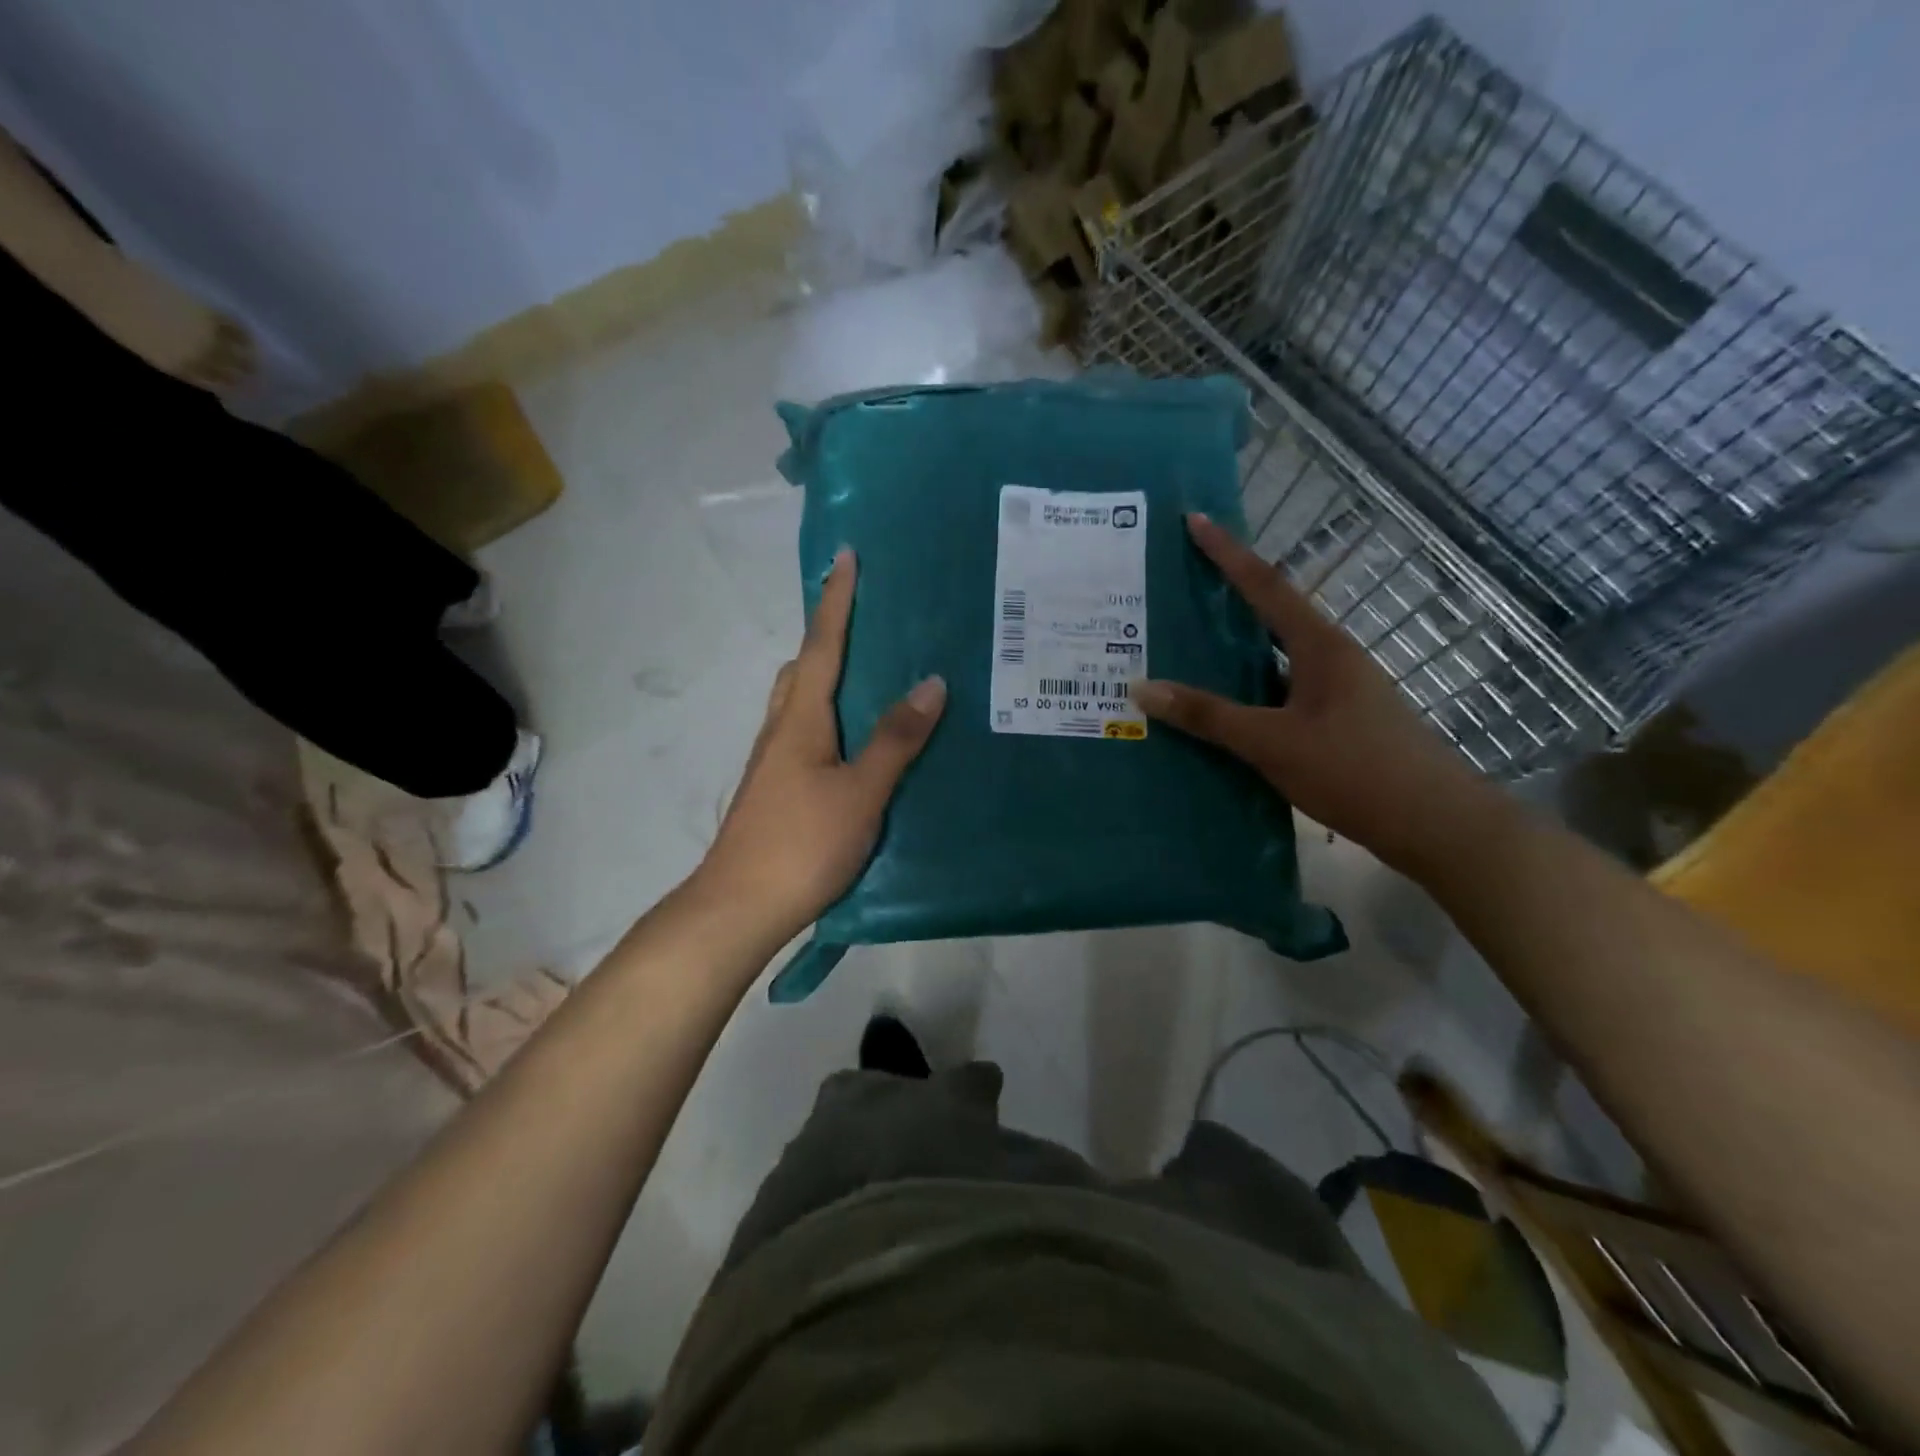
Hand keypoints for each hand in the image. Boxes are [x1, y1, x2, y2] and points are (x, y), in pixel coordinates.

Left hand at [95, 257, 256, 392]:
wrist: (93, 276)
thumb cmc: (106, 310)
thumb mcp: (141, 345)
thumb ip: (175, 359)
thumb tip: (203, 366)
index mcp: (178, 366)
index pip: (220, 384)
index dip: (235, 386)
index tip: (244, 385)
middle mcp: (199, 356)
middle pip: (237, 371)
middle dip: (247, 372)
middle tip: (255, 370)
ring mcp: (206, 335)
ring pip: (243, 352)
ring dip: (250, 354)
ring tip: (253, 351)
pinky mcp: (208, 313)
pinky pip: (236, 328)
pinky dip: (242, 332)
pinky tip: (242, 330)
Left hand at [692, 549, 945, 940]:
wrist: (739, 907)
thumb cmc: (802, 844)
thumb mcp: (861, 792)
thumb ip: (895, 740)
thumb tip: (931, 683)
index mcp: (801, 719)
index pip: (822, 645)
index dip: (836, 601)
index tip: (845, 557)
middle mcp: (781, 730)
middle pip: (803, 668)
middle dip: (829, 636)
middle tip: (867, 621)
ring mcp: (774, 762)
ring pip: (800, 702)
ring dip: (827, 676)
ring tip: (871, 675)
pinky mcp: (777, 789)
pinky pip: (805, 732)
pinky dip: (829, 715)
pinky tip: (856, 740)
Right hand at [1133, 513, 1493, 876]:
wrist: (1435, 824)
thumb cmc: (1355, 770)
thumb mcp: (1272, 742)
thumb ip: (1208, 715)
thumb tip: (1141, 688)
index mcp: (1320, 647)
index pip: (1266, 586)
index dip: (1227, 552)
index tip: (1194, 520)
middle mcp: (1331, 658)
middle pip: (1270, 616)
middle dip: (1225, 599)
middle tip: (1175, 589)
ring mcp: (1337, 691)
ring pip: (1273, 660)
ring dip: (1233, 653)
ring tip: (1182, 650)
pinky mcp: (1338, 722)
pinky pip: (1280, 693)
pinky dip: (1247, 693)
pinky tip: (1219, 713)